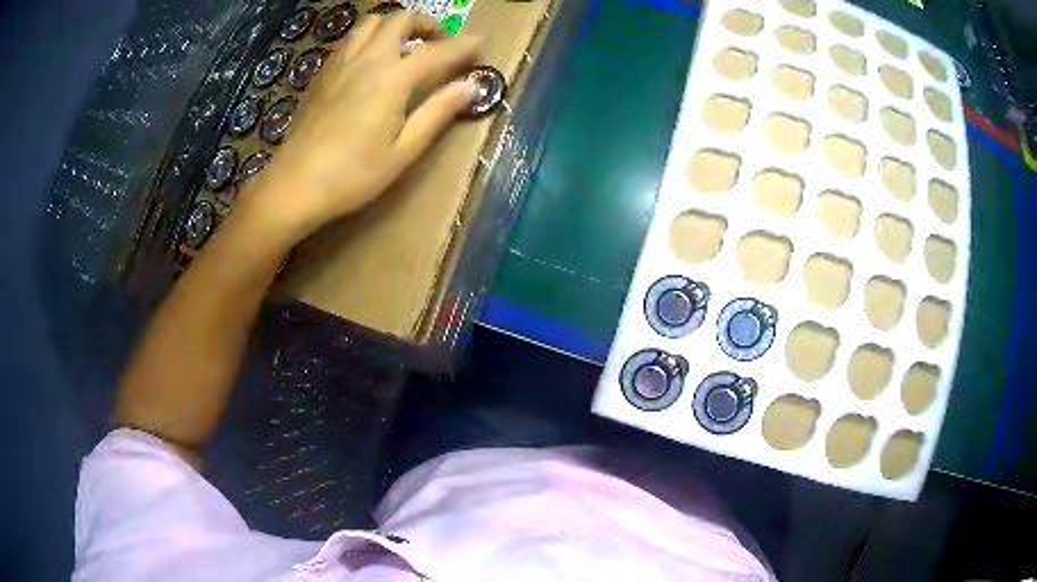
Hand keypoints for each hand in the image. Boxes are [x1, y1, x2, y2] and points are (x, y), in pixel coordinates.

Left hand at [237, 12, 480, 244]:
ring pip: (370, 23)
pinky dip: (369, 38)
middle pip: (399, 19)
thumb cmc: (353, 174)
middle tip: (437, 41)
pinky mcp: (322, 73)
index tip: (481, 42)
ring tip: (404, 45)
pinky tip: (370, 61)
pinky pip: (350, 40)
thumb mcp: (403, 150)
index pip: (437, 51)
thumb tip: (470, 85)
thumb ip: (437, 112)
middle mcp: (367, 59)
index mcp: (392, 78)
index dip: (463, 45)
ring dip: (393, 25)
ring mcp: (340, 63)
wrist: (294, 184)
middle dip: (425, 22)